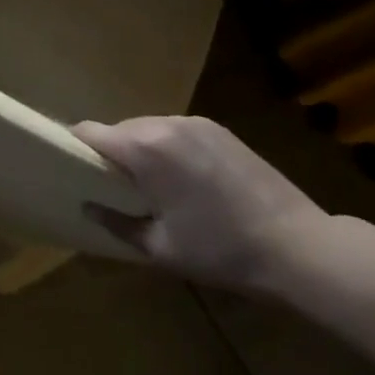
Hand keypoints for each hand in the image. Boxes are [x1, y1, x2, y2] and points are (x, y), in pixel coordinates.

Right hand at [74, 116, 331, 293]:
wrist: (300, 247)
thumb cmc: (222, 251)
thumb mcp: (160, 248)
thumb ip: (115, 222)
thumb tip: (87, 205)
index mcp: (144, 149)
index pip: (89, 132)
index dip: (76, 149)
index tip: (74, 172)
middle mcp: (164, 124)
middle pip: (119, 130)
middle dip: (112, 155)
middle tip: (118, 190)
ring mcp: (195, 123)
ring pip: (147, 129)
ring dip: (142, 151)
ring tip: (156, 188)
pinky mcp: (219, 129)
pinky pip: (175, 132)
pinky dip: (169, 149)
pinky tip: (187, 181)